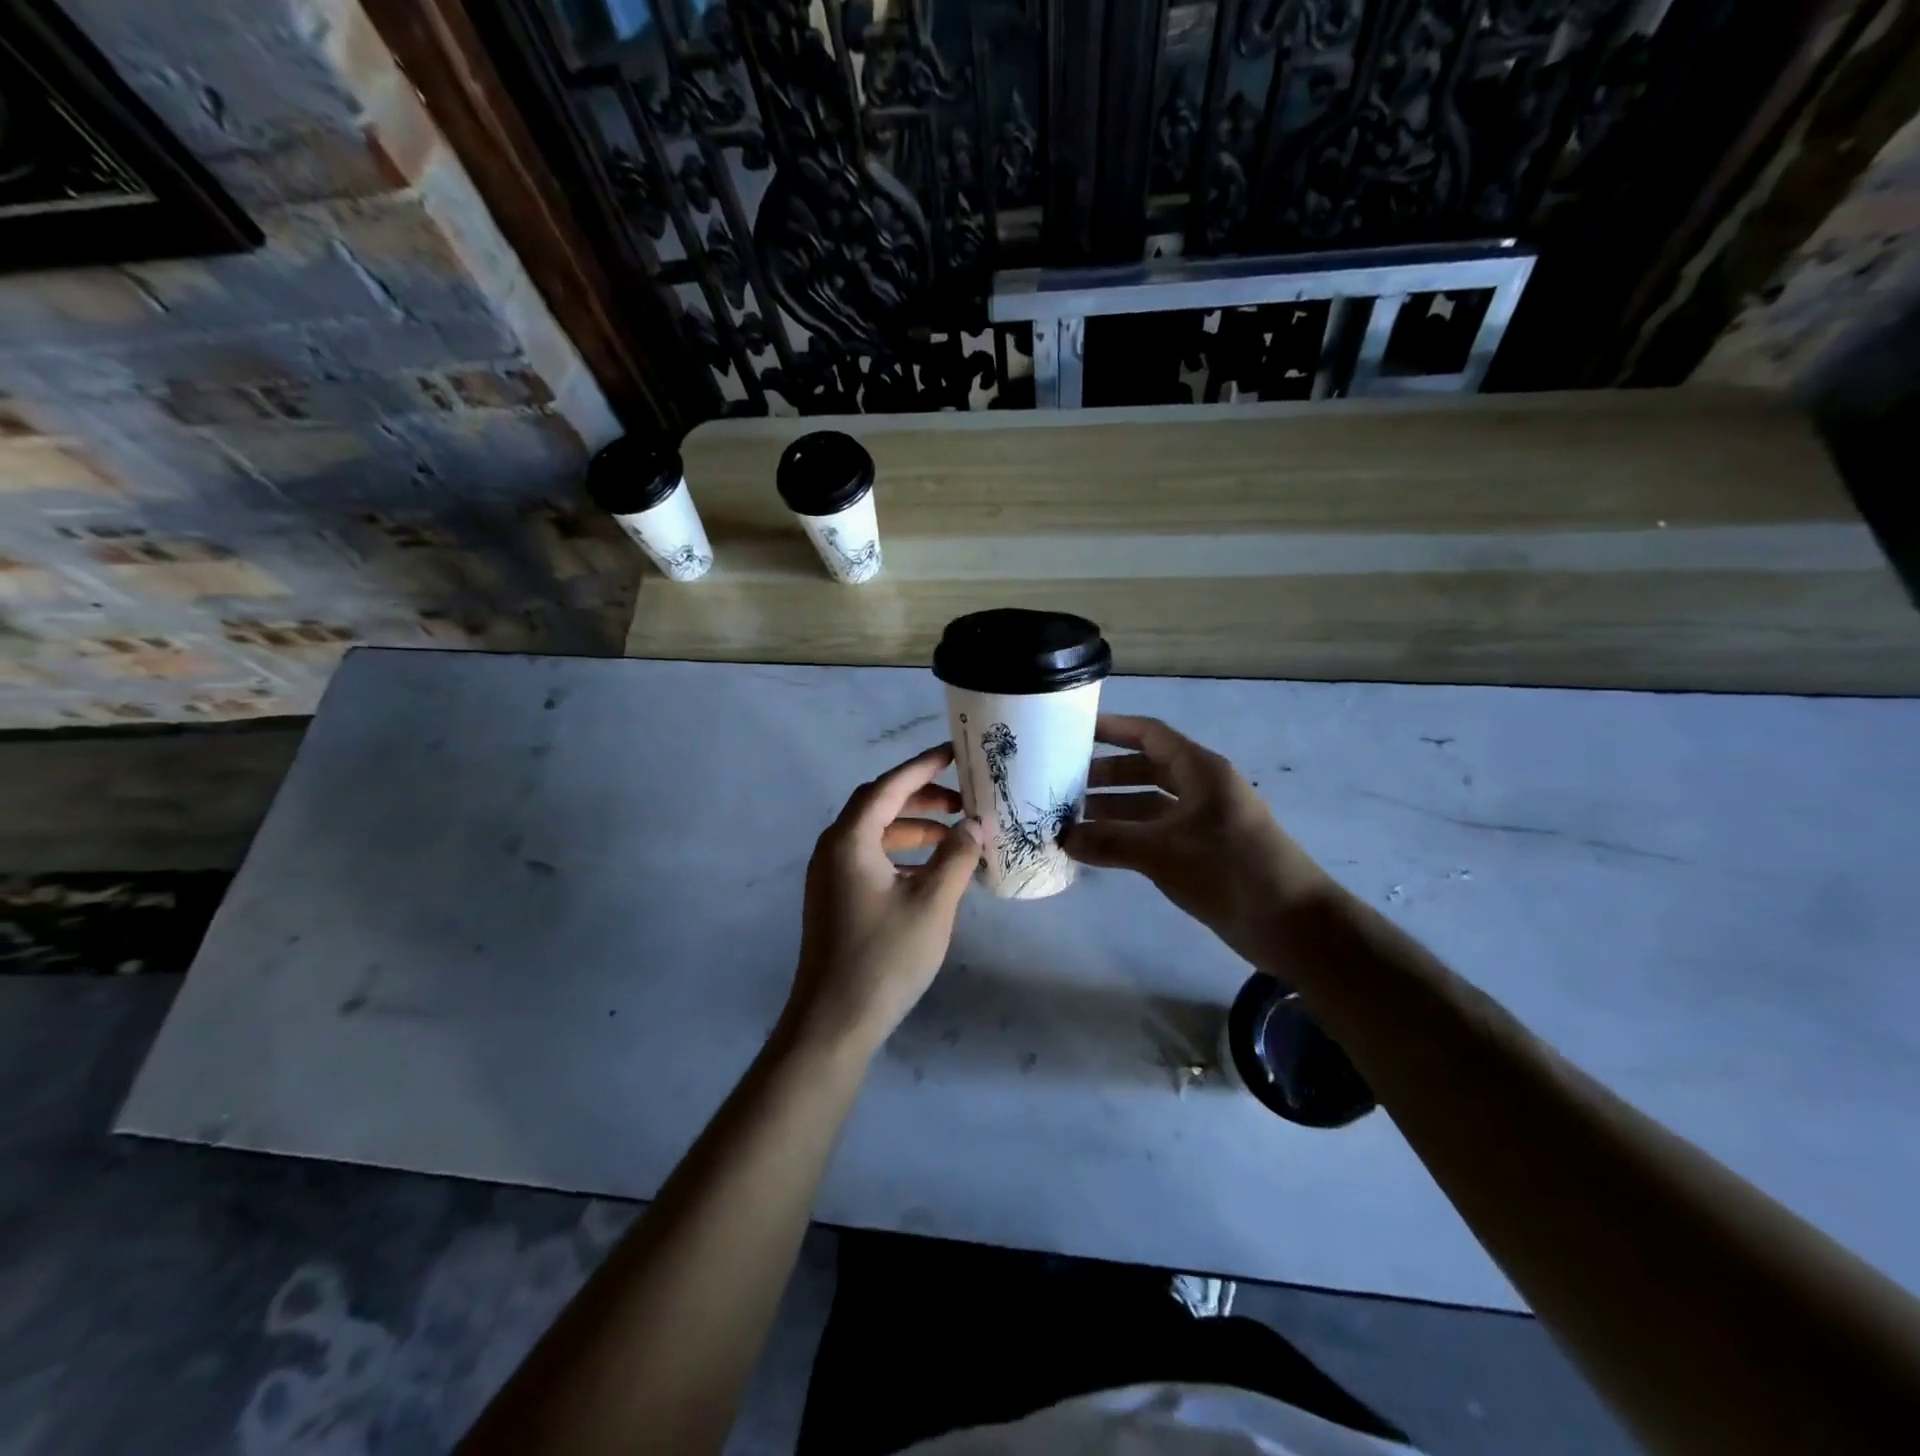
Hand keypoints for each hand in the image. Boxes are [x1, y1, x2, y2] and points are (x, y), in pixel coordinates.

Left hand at [785, 744, 984, 1055]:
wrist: (833, 1022)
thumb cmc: (885, 957)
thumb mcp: (933, 903)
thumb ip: (957, 856)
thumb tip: (976, 825)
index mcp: (850, 840)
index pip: (889, 786)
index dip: (923, 767)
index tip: (954, 753)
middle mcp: (833, 849)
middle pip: (879, 806)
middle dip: (922, 799)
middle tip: (963, 802)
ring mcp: (829, 876)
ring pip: (875, 835)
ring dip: (914, 830)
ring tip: (955, 840)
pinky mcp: (834, 899)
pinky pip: (870, 860)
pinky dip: (902, 856)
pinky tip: (931, 874)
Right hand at [1064, 714, 1331, 965]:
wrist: (1293, 925)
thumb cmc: (1230, 870)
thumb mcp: (1163, 852)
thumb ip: (1110, 842)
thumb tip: (1062, 838)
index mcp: (1200, 771)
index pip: (1150, 734)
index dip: (1113, 728)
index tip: (1073, 732)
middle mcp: (1201, 789)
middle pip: (1146, 768)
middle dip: (1105, 774)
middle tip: (1062, 784)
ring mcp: (1203, 822)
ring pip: (1149, 804)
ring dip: (1113, 809)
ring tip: (1070, 819)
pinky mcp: (1202, 853)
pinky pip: (1156, 833)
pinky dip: (1128, 836)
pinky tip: (1098, 849)